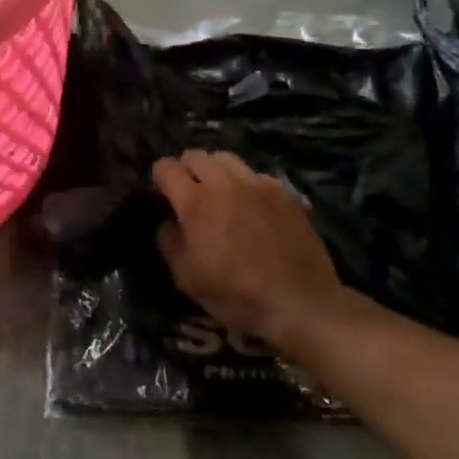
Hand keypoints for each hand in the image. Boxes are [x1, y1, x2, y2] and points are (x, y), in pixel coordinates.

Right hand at [152, 150, 347, 349]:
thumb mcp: (186, 277)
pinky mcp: (284, 193)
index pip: (166, 167)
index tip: (162, 195)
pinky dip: (245, 182)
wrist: (299, 303)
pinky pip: (256, 174)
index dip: (159, 178)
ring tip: (219, 193)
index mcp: (195, 202)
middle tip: (188, 193)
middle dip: (186, 169)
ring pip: (227, 158)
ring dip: (215, 170)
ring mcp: (258, 184)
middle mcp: (225, 183)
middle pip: (196, 155)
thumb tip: (168, 221)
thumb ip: (169, 241)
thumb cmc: (235, 294)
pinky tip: (250, 205)